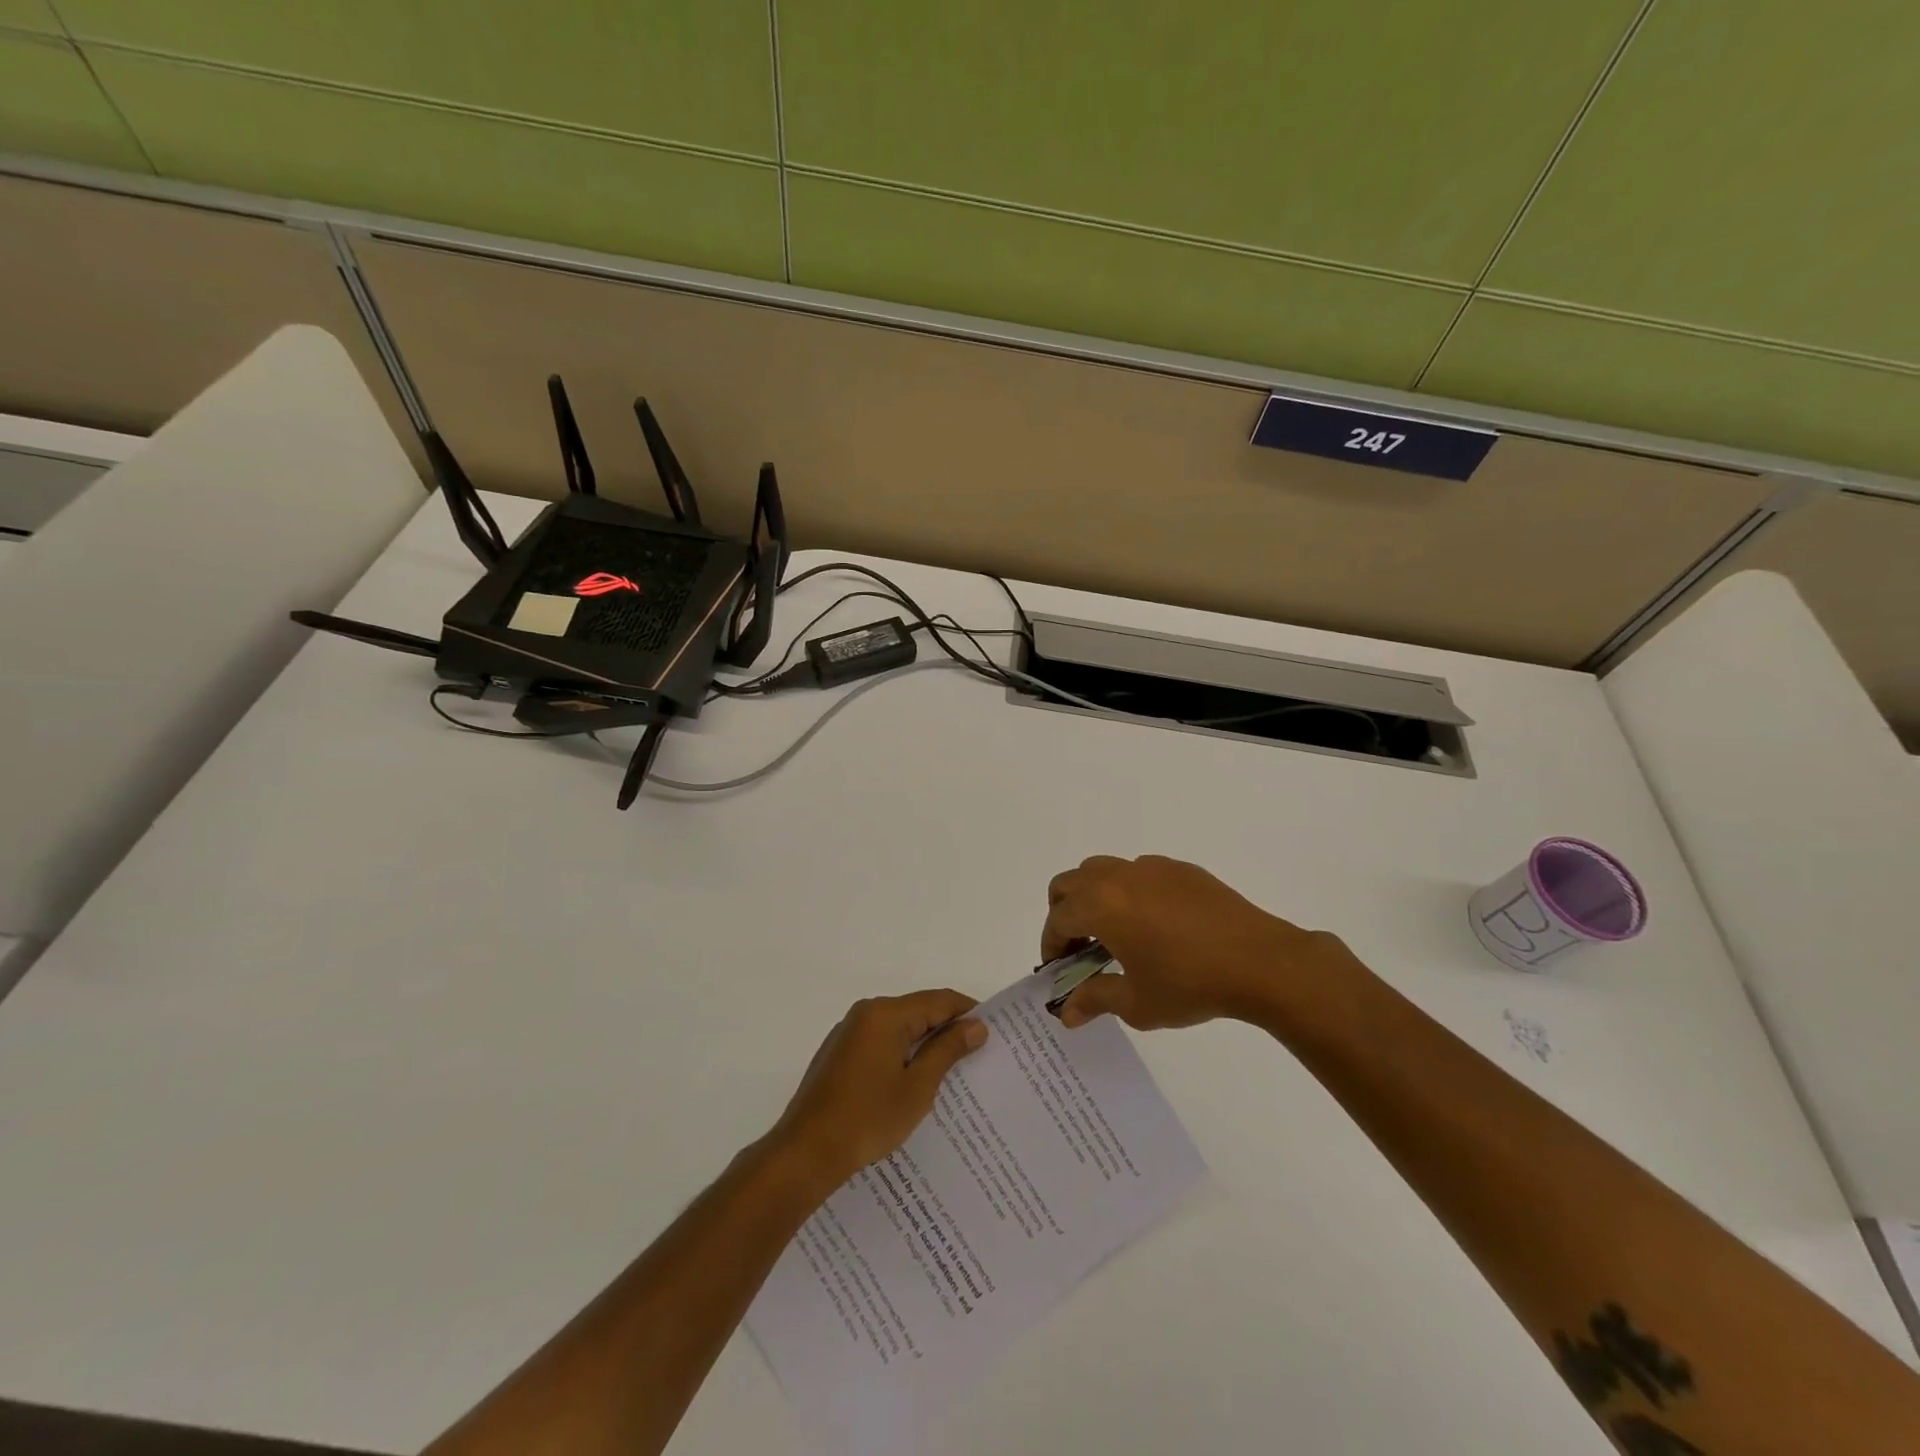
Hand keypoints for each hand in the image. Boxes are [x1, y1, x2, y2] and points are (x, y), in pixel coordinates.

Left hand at [768, 989, 988, 1191]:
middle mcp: (865, 1013)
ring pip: (898, 1029)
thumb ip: (947, 1050)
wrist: (805, 1153)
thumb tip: (976, 1025)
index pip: (939, 1000)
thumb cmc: (867, 1118)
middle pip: (918, 1011)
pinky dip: (901, 1056)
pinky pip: (880, 1044)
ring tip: (951, 1073)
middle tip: (978, 1056)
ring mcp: (848, 1034)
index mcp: (885, 1013)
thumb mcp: (917, 1087)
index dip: (968, 1012)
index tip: (993, 1033)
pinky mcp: (838, 1055)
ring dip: (924, 1045)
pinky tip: (913, 1084)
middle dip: (947, 1030)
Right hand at [1043, 855, 1355, 1029]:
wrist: (1259, 961)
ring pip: (1102, 870)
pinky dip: (1129, 892)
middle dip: (1064, 913)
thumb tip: (1066, 1013)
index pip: (1058, 918)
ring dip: (1094, 897)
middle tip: (1079, 947)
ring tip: (1114, 933)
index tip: (1058, 969)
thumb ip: (1095, 1000)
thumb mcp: (1137, 1002)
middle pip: (1069, 882)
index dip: (1051, 944)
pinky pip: (1139, 872)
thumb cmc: (1190, 984)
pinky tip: (1154, 925)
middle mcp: (1119, 877)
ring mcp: (1151, 867)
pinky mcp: (1180, 869)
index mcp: (1101, 905)